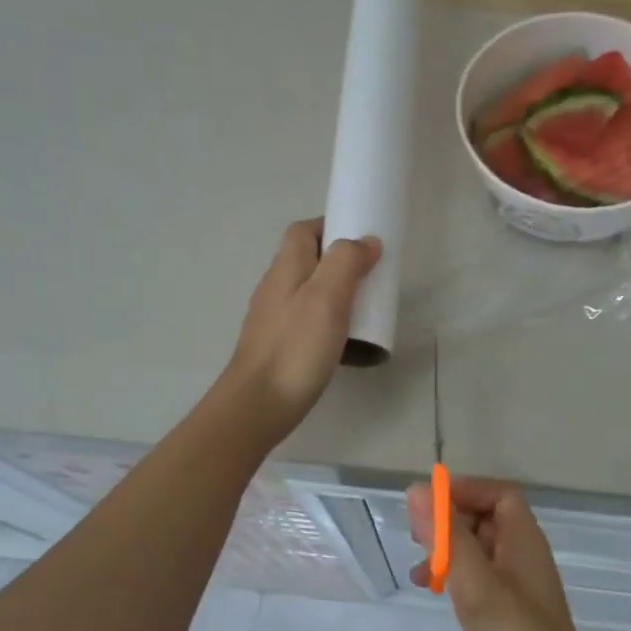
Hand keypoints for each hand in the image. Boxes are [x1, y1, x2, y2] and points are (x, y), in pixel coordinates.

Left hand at [223, 219, 380, 443]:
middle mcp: (275, 288)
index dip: (330, 226)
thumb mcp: (327, 298)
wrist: (259, 404)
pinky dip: (328, 322)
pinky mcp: (279, 346)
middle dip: (339, 262)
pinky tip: (344, 341)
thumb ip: (346, 263)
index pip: (303, 231)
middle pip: (306, 260)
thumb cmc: (296, 348)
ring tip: (364, 309)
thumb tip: (366, 241)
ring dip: (335, 293)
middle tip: (371, 277)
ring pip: (308, 292)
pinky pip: (307, 321)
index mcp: (286, 268)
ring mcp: (274, 319)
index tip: (362, 239)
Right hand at [406, 476, 606, 630]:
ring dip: (449, 551)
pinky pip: (480, 580)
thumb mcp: (475, 582)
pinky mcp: (511, 616)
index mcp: (524, 541)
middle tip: (415, 536)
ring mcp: (519, 589)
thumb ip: (447, 535)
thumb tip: (418, 489)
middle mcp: (525, 558)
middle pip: (488, 519)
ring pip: (480, 551)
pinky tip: (436, 594)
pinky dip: (456, 578)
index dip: (465, 490)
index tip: (427, 504)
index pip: (499, 494)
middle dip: (451, 520)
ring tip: (418, 571)